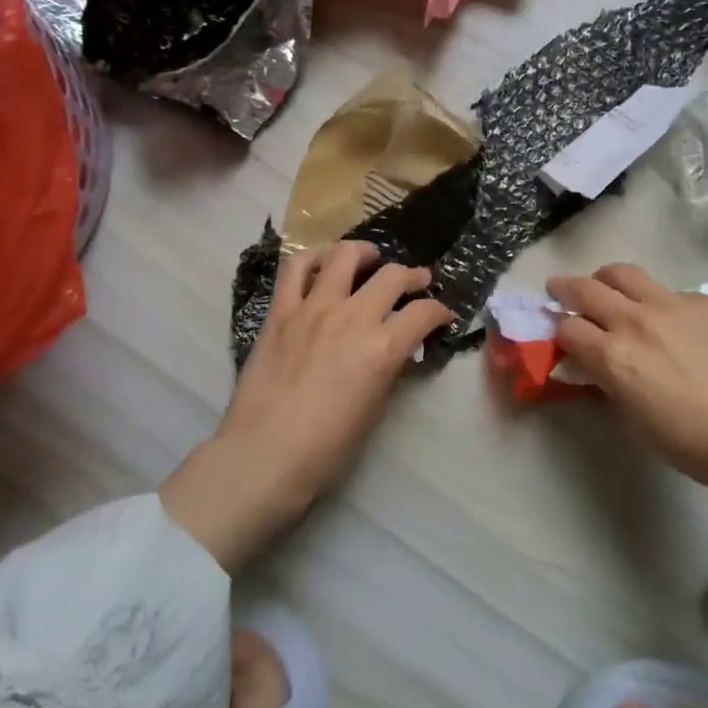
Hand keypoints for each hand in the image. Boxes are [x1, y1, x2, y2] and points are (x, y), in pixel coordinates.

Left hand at [162, 241, 452, 570]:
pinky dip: (313, 259)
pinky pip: (295, 269)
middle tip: (418, 280)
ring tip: (369, 258)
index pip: (424, 313)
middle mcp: (352, 317)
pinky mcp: (281, 311)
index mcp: (382, 347)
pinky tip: (322, 265)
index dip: (439, 311)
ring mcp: (313, 308)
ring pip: (344, 257)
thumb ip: (389, 368)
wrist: (265, 454)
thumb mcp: (375, 407)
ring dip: (364, 253)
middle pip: (392, 276)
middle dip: (414, 276)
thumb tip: (397, 350)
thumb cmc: (327, 446)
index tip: (442, 316)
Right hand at [546, 264, 707, 508]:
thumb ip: (605, 382)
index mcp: (612, 354)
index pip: (567, 328)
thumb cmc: (685, 440)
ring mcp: (672, 304)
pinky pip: (672, 292)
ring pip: (625, 274)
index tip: (562, 336)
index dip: (559, 332)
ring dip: (607, 279)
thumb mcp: (630, 417)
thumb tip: (592, 366)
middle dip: (565, 288)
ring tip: (607, 286)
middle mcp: (635, 320)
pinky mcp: (705, 301)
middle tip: (559, 289)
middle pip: (586, 289)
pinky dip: (660, 301)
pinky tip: (674, 322)